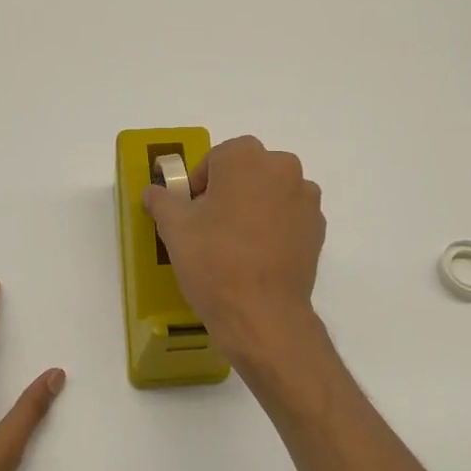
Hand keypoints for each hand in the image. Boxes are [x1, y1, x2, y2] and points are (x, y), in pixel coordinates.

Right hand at [142, 135, 325, 363]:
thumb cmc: (213, 260)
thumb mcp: (174, 227)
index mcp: (246, 158)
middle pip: (248, 171)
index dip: (199, 184)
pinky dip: (275, 227)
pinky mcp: (318, 228)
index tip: (191, 212)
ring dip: (255, 207)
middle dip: (230, 191)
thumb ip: (162, 200)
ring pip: (272, 193)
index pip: (216, 158)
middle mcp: (283, 168)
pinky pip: (289, 217)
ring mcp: (306, 198)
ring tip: (236, 244)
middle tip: (210, 226)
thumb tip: (153, 191)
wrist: (261, 313)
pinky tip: (259, 256)